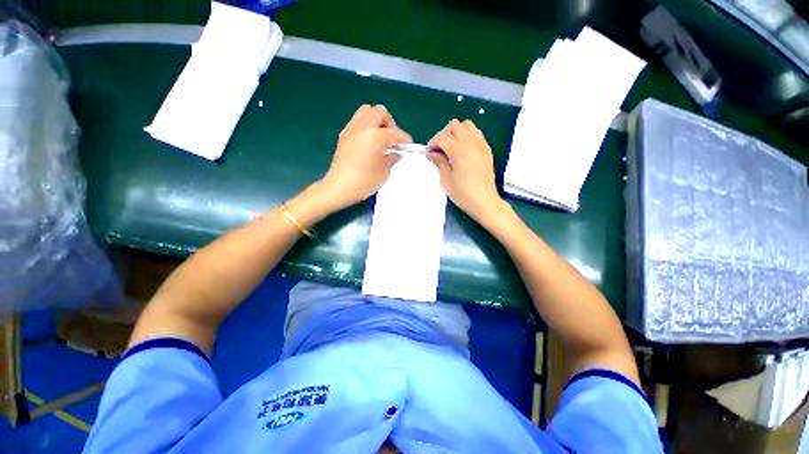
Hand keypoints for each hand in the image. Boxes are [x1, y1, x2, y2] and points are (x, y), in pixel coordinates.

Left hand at [321, 104, 411, 208]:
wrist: (339, 187)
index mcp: (375, 136)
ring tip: (379, 137)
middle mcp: (363, 127)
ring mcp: (351, 128)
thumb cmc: (364, 182)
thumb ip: (392, 157)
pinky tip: (368, 142)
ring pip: (367, 111)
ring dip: (376, 121)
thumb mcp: (384, 172)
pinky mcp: (344, 134)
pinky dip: (366, 126)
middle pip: (380, 112)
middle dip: (389, 123)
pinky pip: (358, 121)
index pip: (395, 132)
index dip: (404, 139)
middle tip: (392, 138)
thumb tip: (395, 152)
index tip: (407, 145)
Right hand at [427, 119, 504, 221]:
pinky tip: (462, 149)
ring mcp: (481, 145)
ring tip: (451, 147)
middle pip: (454, 126)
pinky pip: (476, 133)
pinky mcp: (486, 149)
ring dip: (456, 132)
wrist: (484, 202)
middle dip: (443, 134)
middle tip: (439, 149)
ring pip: (467, 125)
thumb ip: (439, 162)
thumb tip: (432, 153)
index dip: (433, 143)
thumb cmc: (463, 194)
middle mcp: (471, 143)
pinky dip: (466, 135)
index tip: (429, 153)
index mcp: (460, 151)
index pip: (443, 137)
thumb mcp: (446, 180)